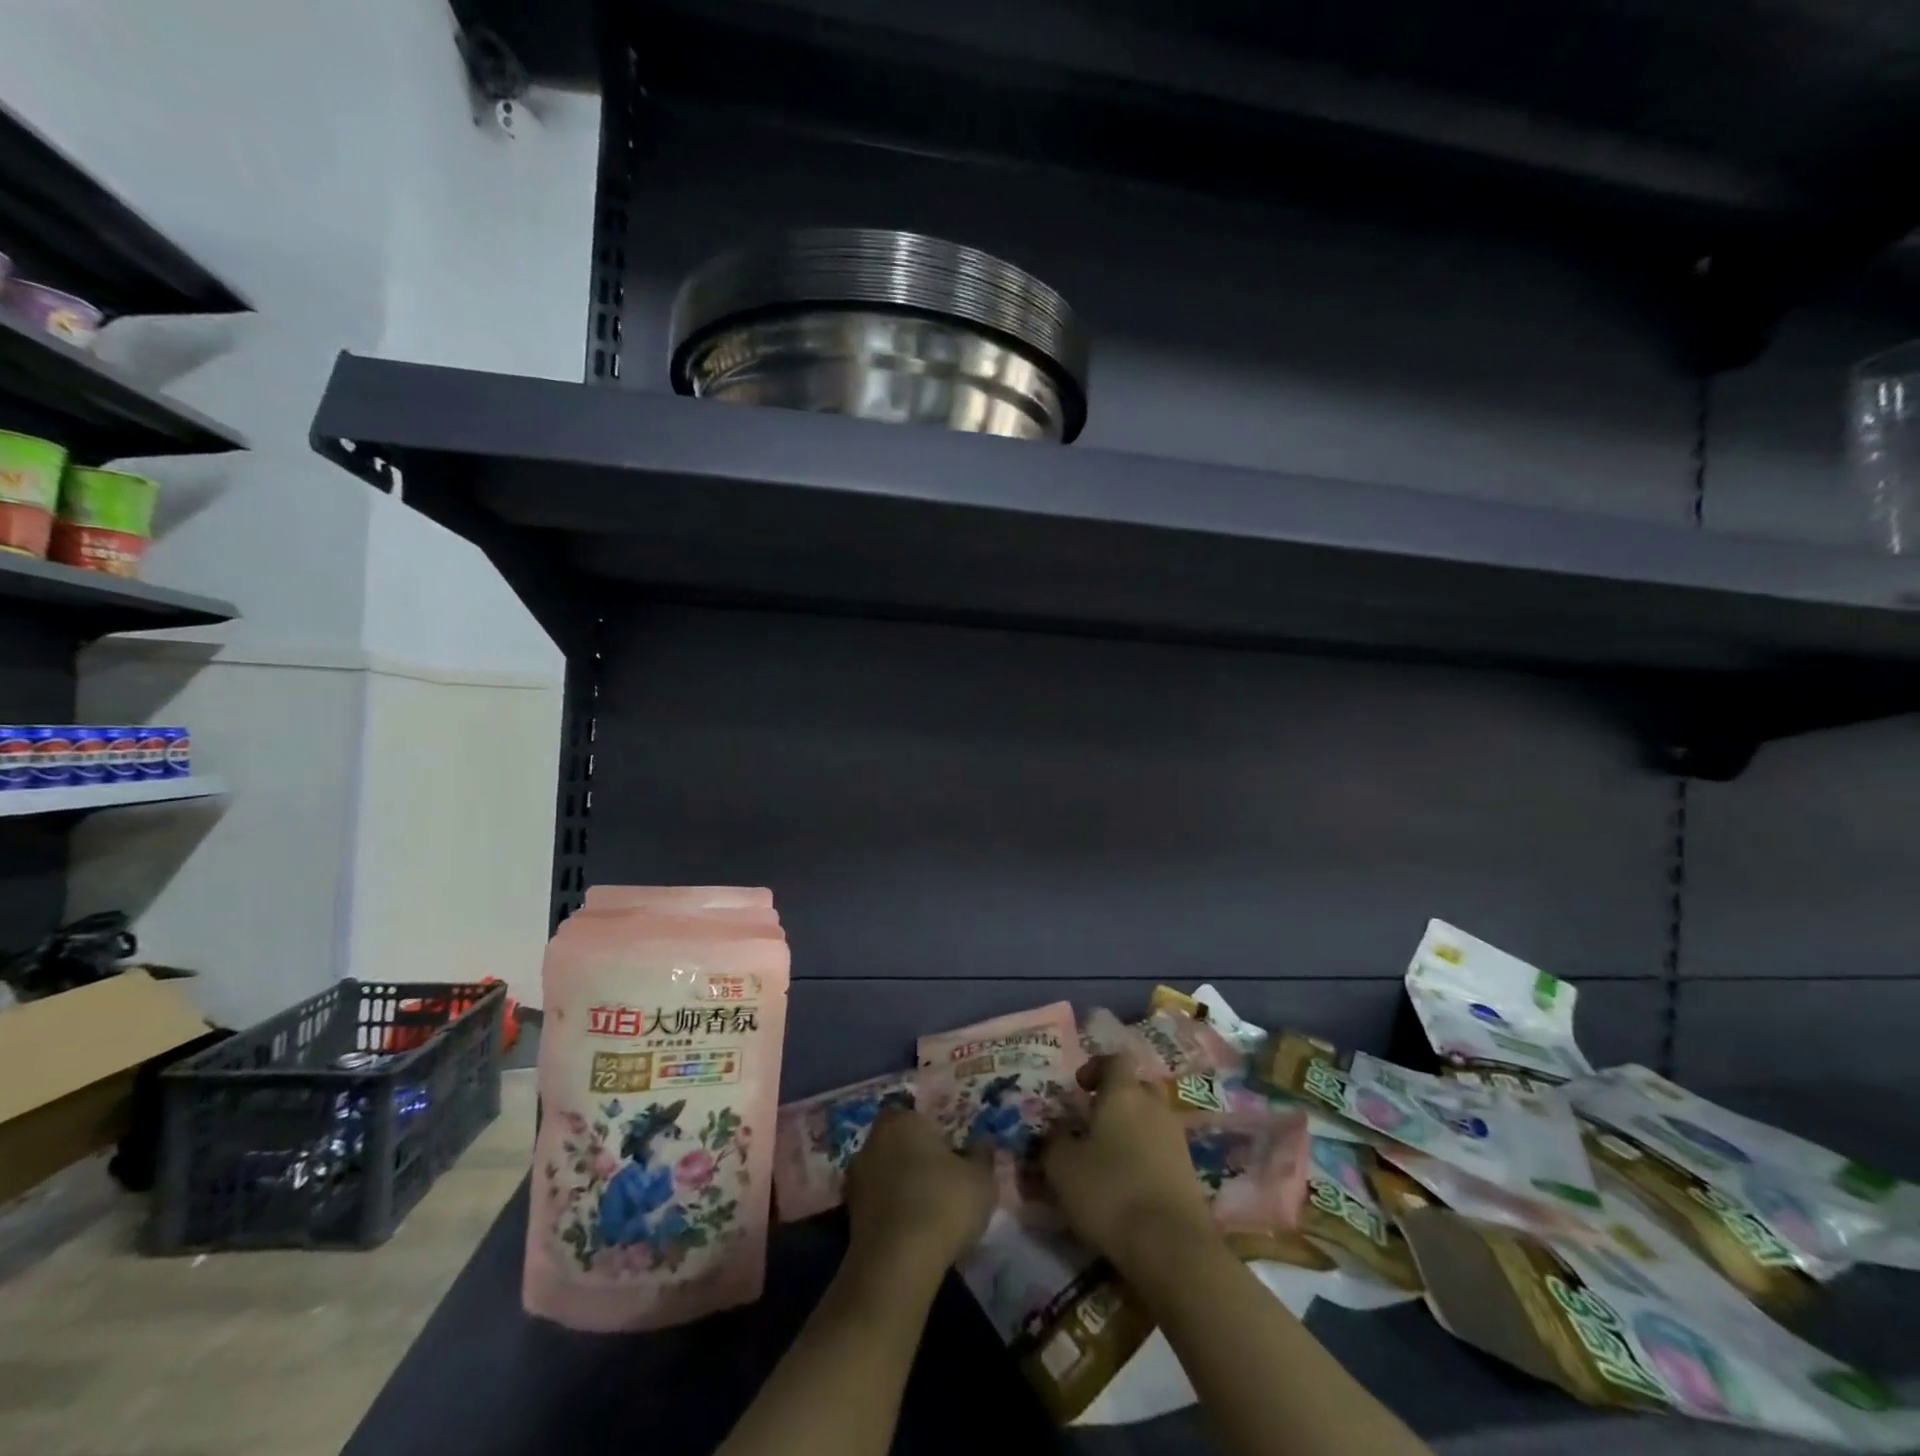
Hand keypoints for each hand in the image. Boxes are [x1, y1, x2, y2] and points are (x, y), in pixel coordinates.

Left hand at [843, 1107, 994, 1274]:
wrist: (896, 1262)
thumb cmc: (943, 1204)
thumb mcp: (980, 1180)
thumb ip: (982, 1156)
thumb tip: (984, 1142)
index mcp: (904, 1120)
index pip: (918, 1117)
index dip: (935, 1135)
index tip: (952, 1156)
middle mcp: (874, 1140)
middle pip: (898, 1143)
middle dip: (915, 1158)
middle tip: (941, 1182)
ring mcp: (857, 1177)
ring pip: (885, 1173)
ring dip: (900, 1186)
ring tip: (927, 1212)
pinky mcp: (849, 1214)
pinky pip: (877, 1203)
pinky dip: (891, 1211)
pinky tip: (910, 1232)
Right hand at [1042, 1056, 1217, 1270]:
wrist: (1172, 1246)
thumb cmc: (1110, 1191)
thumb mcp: (1062, 1166)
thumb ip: (1054, 1140)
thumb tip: (1057, 1130)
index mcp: (1124, 1093)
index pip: (1116, 1059)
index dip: (1097, 1066)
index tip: (1079, 1086)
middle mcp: (1154, 1107)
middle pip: (1138, 1087)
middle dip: (1117, 1098)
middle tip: (1093, 1120)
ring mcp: (1176, 1139)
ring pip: (1151, 1120)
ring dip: (1132, 1130)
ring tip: (1107, 1157)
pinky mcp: (1189, 1173)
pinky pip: (1162, 1150)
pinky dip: (1145, 1158)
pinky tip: (1128, 1184)